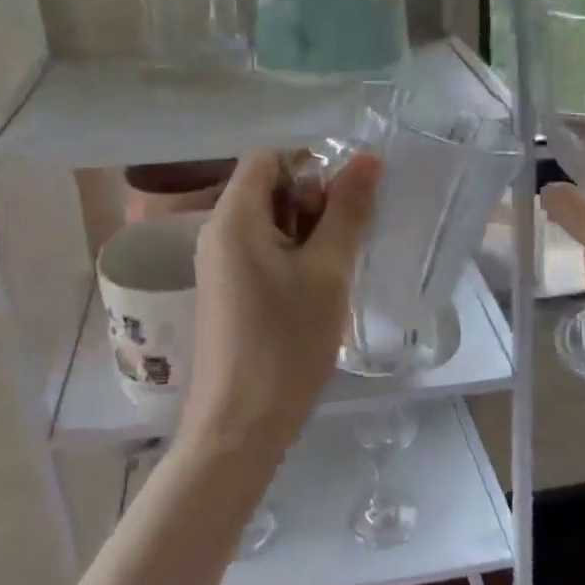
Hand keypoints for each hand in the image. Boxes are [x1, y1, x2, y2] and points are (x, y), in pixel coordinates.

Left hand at [184, 149, 380, 460]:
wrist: (239, 427)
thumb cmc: (286, 342)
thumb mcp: (328, 271)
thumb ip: (347, 210)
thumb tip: (367, 158)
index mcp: (234, 217)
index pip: (269, 157)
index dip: (311, 163)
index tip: (347, 198)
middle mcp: (217, 232)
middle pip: (268, 188)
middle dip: (312, 202)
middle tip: (345, 241)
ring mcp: (218, 265)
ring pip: (268, 223)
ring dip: (307, 233)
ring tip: (335, 270)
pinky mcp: (225, 292)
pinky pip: (261, 253)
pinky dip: (292, 257)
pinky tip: (316, 291)